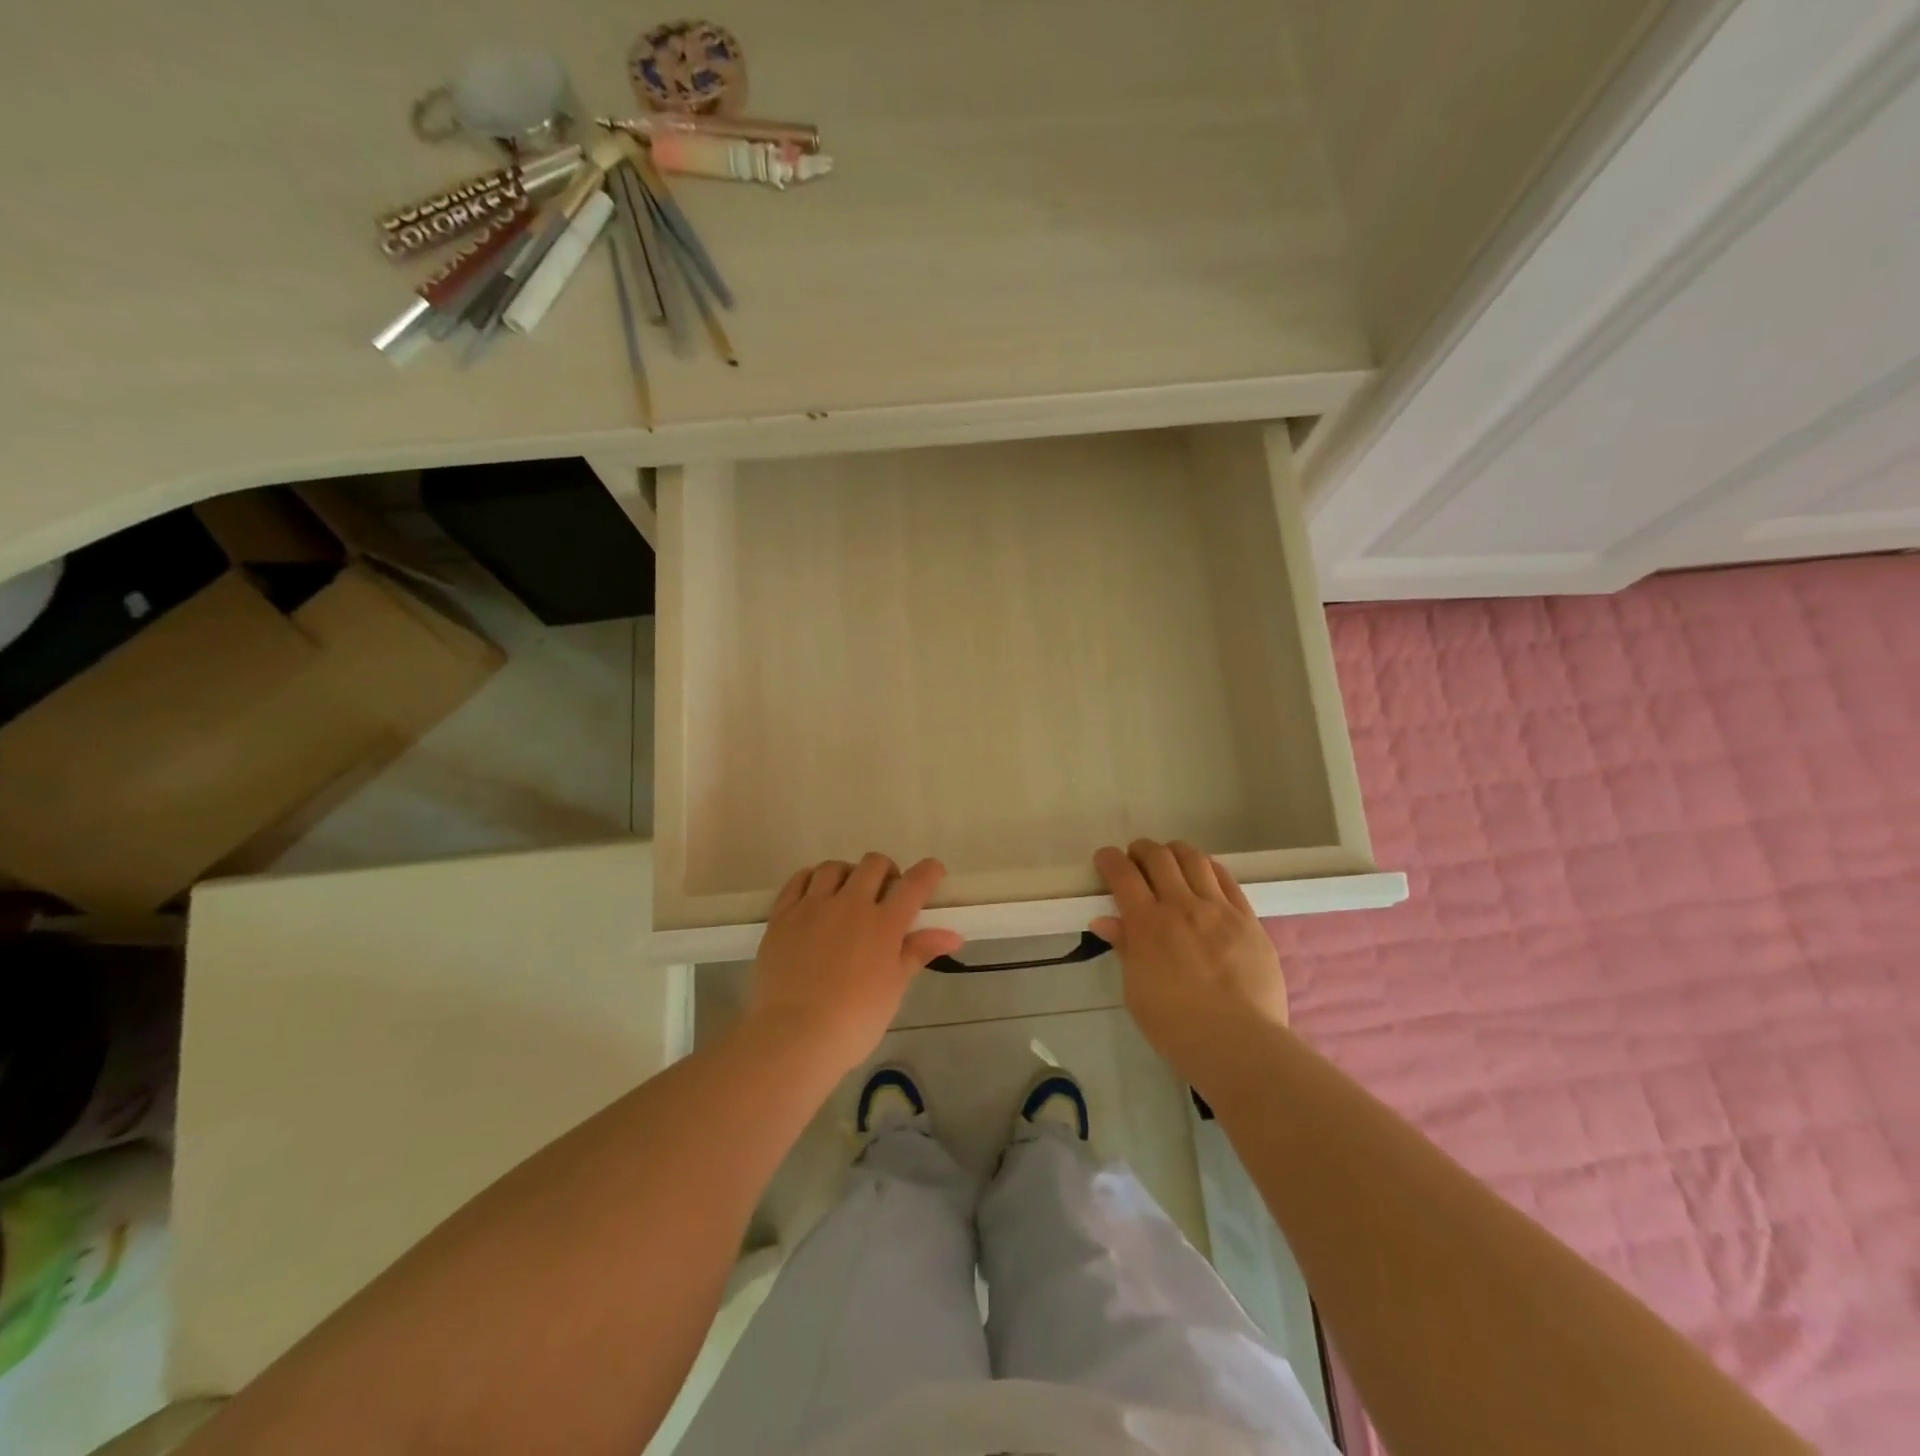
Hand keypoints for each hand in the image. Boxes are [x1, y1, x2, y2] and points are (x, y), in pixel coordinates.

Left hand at [744, 853, 963, 1076]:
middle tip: (886, 894)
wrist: (794, 1036)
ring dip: (848, 874)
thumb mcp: (894, 988)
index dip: (928, 872)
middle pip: (873, 865)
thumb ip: (918, 952)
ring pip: (834, 867)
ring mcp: (813, 906)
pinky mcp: (782, 915)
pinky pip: (798, 880)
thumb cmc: (854, 1020)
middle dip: (886, 871)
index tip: (933, 871)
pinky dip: (811, 880)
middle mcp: (850, 904)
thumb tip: (953, 936)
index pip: (914, 884)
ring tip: (847, 894)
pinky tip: (814, 894)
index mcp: (884, 923)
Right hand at [1092, 840, 1289, 1087]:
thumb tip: (1105, 921)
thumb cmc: (1176, 1027)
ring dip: (1175, 852)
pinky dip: (1209, 868)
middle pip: (1158, 857)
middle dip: (1141, 850)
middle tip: (1135, 858)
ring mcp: (1219, 909)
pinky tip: (1204, 874)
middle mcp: (1182, 906)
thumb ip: (1125, 949)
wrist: (1238, 1044)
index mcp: (1147, 924)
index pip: (1123, 875)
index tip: (1105, 859)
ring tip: (1170, 859)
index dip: (1110, 860)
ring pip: (1194, 859)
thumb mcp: (1136, 991)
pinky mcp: (1248, 919)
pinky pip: (1227, 879)